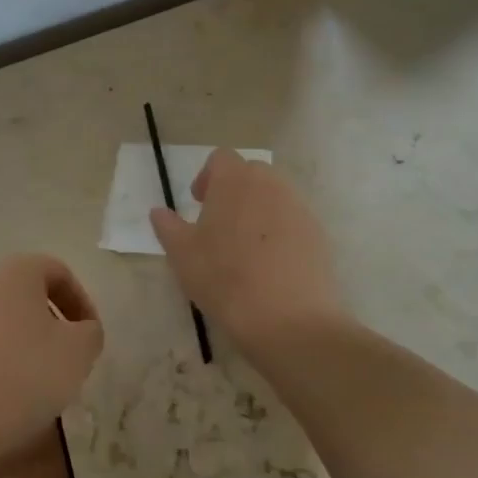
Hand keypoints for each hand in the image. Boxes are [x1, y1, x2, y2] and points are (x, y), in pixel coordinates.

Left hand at [0, 254, 103, 464]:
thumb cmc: (24, 375)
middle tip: (69, 358)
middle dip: (54, 324)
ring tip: (41, 381)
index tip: (91, 338)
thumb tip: (82, 331)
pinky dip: (1, 358)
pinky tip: (10, 393)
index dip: (82, 304)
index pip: (59, 273)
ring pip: (5, 319)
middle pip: (29, 294)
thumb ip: (91, 332)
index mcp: (16, 270)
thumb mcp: (79, 352)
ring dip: (28, 343)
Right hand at [150, 149, 343, 358]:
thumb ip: (168, 227)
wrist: (289, 318)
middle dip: (233, 191)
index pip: (221, 158)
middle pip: (250, 174)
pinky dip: (280, 232)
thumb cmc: (225, 278)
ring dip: (257, 211)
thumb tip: (158, 211)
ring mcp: (299, 208)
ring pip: (274, 197)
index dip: (207, 176)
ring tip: (244, 247)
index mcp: (235, 180)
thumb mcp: (182, 255)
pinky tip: (270, 265)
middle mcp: (271, 184)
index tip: (199, 203)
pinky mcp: (319, 234)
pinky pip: (293, 222)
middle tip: (219, 224)